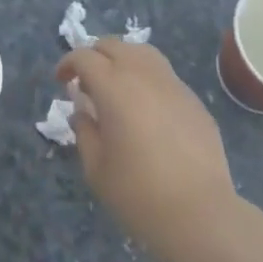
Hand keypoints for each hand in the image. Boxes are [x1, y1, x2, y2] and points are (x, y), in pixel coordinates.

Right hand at [56, 39, 241, 261]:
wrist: (201, 216)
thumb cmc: (139, 194)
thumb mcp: (96, 168)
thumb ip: (84, 131)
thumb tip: (83, 111)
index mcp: (113, 86)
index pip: (84, 57)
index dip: (68, 63)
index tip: (61, 80)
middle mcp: (143, 74)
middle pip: (113, 45)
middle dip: (94, 55)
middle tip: (86, 80)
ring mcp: (173, 84)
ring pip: (142, 53)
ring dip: (123, 59)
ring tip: (117, 84)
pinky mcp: (194, 101)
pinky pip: (164, 76)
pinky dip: (147, 79)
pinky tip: (146, 108)